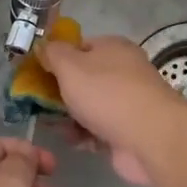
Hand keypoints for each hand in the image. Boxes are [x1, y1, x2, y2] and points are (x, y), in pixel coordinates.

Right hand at [39, 34, 186, 185]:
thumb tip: (43, 45)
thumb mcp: (70, 66)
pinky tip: (72, 140)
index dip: (57, 58)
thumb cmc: (106, 94)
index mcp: (113, 48)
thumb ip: (52, 54)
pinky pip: (100, 129)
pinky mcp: (129, 129)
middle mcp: (124, 70)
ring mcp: (128, 101)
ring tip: (50, 124)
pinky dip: (85, 134)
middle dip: (60, 91)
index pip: (79, 46)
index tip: (38, 74)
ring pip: (90, 105)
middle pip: (84, 78)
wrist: (149, 137)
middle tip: (37, 103)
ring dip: (70, 116)